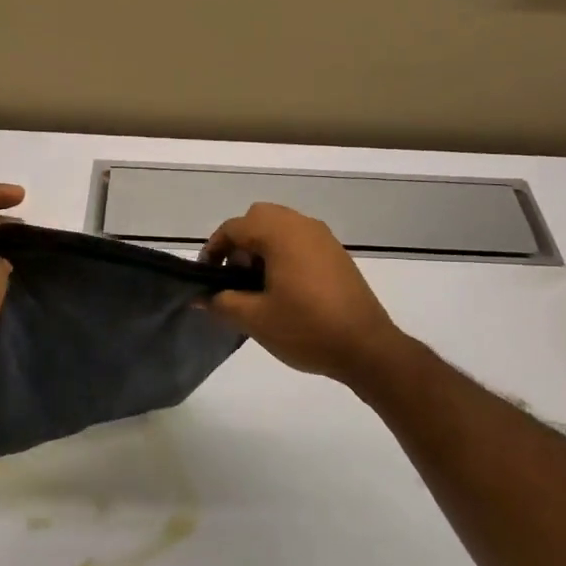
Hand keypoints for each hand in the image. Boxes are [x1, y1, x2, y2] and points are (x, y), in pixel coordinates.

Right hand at [202, 203, 406, 386]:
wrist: (366, 347)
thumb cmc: (306, 328)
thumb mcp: (255, 319)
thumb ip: (222, 302)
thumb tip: (200, 297)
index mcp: (280, 233)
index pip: (234, 227)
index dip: (213, 249)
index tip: (206, 277)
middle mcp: (303, 225)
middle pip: (259, 218)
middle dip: (240, 242)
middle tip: (233, 277)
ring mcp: (324, 238)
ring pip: (282, 227)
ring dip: (262, 247)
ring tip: (257, 286)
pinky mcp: (337, 254)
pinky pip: (301, 241)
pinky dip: (284, 253)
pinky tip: (284, 289)